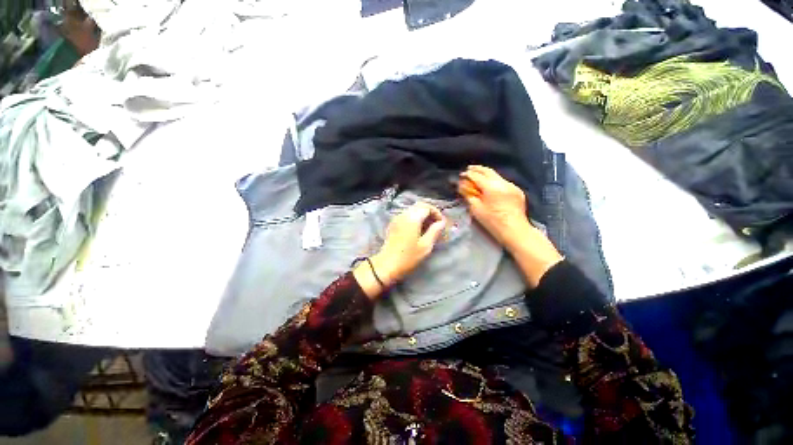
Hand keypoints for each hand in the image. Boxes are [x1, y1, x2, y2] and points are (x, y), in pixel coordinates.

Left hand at [354, 203, 445, 298]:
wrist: (386, 265)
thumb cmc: (408, 257)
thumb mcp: (425, 246)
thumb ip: (435, 231)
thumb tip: (441, 223)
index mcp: (412, 218)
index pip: (427, 207)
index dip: (437, 213)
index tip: (441, 224)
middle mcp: (403, 214)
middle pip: (419, 206)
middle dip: (430, 212)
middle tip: (436, 225)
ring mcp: (397, 218)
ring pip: (413, 210)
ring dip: (422, 215)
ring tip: (429, 228)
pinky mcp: (393, 224)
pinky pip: (406, 215)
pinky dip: (415, 218)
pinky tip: (418, 230)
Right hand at [459, 165, 561, 287]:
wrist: (515, 230)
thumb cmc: (492, 222)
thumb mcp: (476, 209)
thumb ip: (469, 195)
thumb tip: (462, 186)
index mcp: (491, 187)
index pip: (477, 176)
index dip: (468, 175)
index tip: (461, 175)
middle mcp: (502, 183)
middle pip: (488, 171)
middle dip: (477, 169)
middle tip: (469, 169)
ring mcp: (511, 186)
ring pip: (496, 175)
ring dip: (486, 174)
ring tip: (478, 175)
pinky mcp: (517, 190)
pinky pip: (503, 182)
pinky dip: (495, 181)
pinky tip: (490, 185)